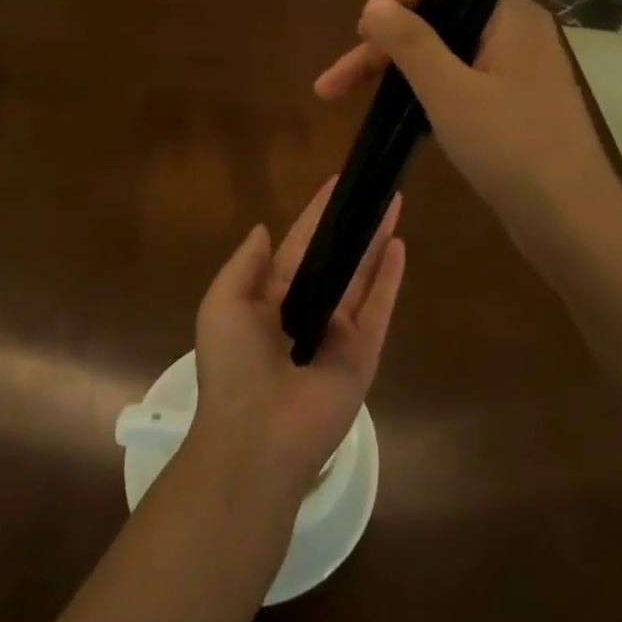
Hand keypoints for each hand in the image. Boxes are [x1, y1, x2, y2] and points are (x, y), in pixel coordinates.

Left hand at [188, 179, 404, 507]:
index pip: (298, 247)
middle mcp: (306, 312)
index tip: (335, 185)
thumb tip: (263, 229)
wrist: (257, 436)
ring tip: (392, 203)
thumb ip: (245, 264)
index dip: (315, 216)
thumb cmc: (233, 365)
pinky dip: (390, 277)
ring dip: (376, 241)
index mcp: (269, 300)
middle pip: (335, 258)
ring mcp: (338, 333)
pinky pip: (379, 307)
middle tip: (372, 189)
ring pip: (362, 276)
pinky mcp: (363, 353)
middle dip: (352, 225)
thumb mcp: (222, 304)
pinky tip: (399, 244)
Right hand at [314, 0, 621, 258]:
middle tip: (335, 81)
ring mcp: (515, 72)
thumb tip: (375, 4)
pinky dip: (423, 92)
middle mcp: (515, 34)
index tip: (361, 31)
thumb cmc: (511, 148)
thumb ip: (410, 42)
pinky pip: (458, 83)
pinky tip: (392, 111)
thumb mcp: (450, 91)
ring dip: (395, 72)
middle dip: (382, 47)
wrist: (571, 223)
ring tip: (343, 94)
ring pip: (443, 56)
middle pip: (437, 21)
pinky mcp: (511, 106)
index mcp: (509, 16)